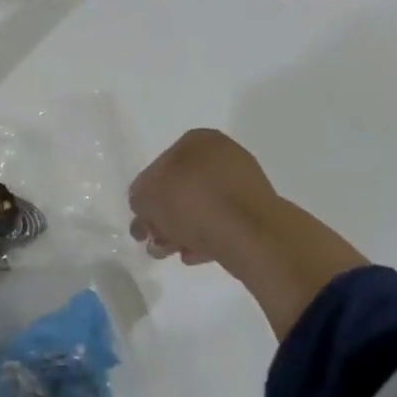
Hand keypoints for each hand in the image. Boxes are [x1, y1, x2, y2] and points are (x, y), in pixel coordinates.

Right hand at [128, 129, 365, 334]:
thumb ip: (139, 199)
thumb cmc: (192, 203)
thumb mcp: (146, 198)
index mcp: (198, 140)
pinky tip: (194, 256)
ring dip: (181, 230)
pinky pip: (222, 223)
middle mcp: (223, 155)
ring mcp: (244, 184)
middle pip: (181, 189)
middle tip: (153, 241)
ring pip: (201, 208)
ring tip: (171, 253)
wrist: (252, 234)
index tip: (142, 219)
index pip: (159, 165)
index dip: (146, 195)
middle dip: (164, 217)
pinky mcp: (257, 213)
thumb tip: (147, 209)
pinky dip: (205, 237)